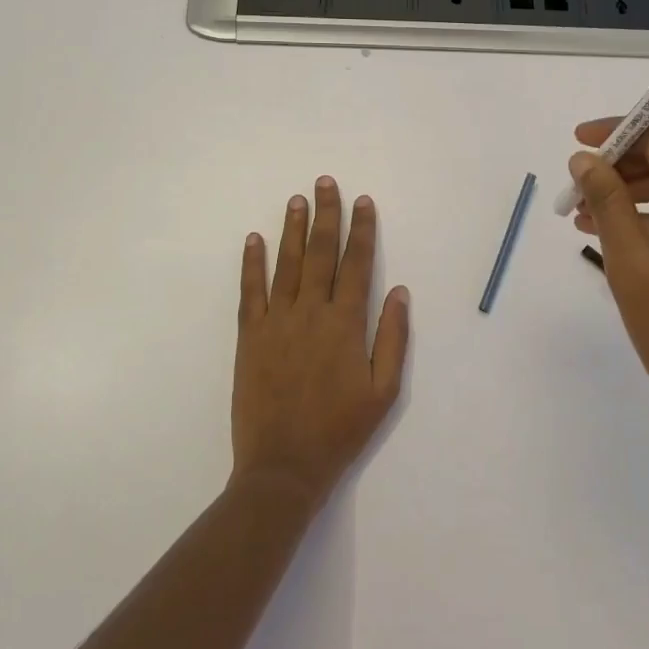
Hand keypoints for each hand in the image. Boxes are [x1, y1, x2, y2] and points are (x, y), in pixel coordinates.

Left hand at [233, 176, 410, 506]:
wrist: (283, 466)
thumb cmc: (340, 430)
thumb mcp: (383, 391)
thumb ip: (392, 338)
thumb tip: (399, 291)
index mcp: (346, 324)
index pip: (357, 264)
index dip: (361, 230)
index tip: (363, 202)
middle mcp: (311, 313)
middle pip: (320, 253)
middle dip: (325, 215)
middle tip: (325, 182)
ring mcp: (276, 322)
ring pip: (286, 264)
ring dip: (292, 229)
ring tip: (296, 199)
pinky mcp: (249, 337)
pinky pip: (250, 291)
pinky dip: (252, 263)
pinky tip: (254, 240)